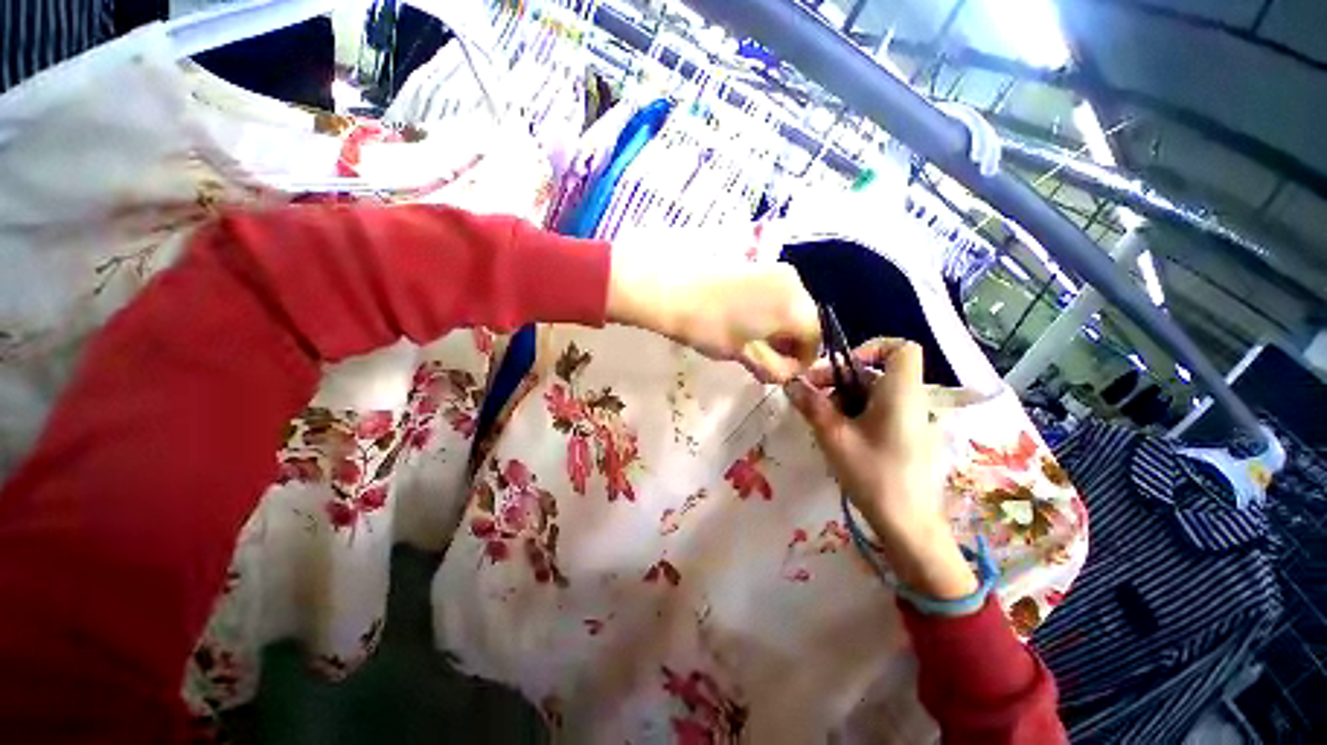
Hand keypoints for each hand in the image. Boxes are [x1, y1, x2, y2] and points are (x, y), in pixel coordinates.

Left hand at [608, 255, 820, 382]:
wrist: (672, 289)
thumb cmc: (709, 328)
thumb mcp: (744, 354)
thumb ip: (774, 367)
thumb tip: (786, 373)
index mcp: (796, 308)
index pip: (815, 339)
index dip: (802, 360)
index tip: (782, 372)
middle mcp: (796, 283)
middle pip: (806, 320)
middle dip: (791, 343)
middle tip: (768, 360)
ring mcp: (778, 269)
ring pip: (792, 306)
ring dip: (781, 328)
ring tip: (755, 342)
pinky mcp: (760, 264)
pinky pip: (778, 293)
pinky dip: (771, 312)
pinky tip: (749, 321)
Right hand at [786, 339, 977, 599]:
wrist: (908, 525)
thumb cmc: (873, 474)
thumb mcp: (833, 436)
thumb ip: (811, 405)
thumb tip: (790, 383)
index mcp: (901, 393)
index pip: (902, 348)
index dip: (872, 348)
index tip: (842, 368)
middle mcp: (913, 400)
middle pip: (877, 372)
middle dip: (842, 380)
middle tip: (813, 398)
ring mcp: (913, 420)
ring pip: (875, 393)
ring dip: (845, 399)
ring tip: (822, 421)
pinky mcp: (909, 437)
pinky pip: (881, 412)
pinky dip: (857, 414)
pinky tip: (839, 436)